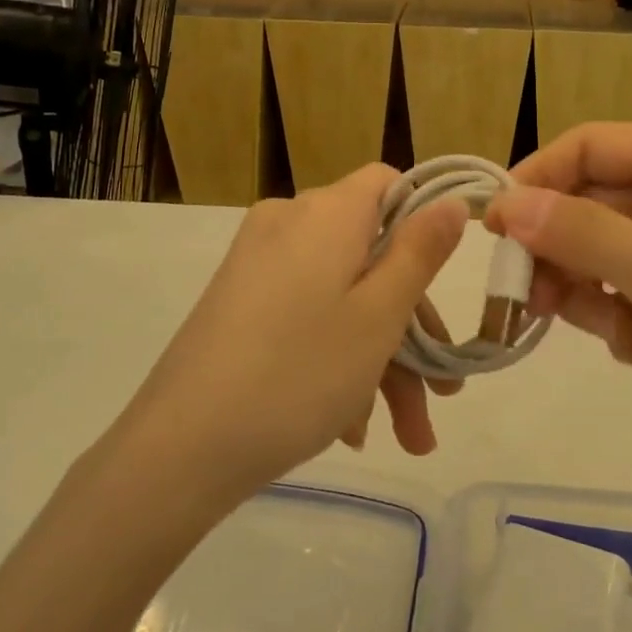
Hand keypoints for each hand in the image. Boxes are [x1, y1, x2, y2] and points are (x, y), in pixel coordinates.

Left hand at [122, 165, 467, 500]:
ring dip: (380, 359)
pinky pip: (306, 312)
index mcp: (327, 213)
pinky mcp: (239, 299)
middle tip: (442, 399)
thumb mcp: (379, 316)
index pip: (388, 184)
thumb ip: (420, 252)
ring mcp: (258, 262)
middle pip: (370, 253)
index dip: (423, 224)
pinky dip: (335, 356)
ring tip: (407, 437)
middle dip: (411, 328)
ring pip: (341, 294)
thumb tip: (451, 199)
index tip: (444, 283)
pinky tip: (351, 426)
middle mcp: (289, 223)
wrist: (180, 447)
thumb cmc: (299, 372)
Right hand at [484, 124, 631, 485]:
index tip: (493, 228)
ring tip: (602, 331)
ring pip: (615, 256)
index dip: (538, 178)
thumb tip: (505, 203)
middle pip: (599, 204)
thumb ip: (585, 236)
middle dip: (561, 249)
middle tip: (525, 297)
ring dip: (593, 291)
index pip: (594, 146)